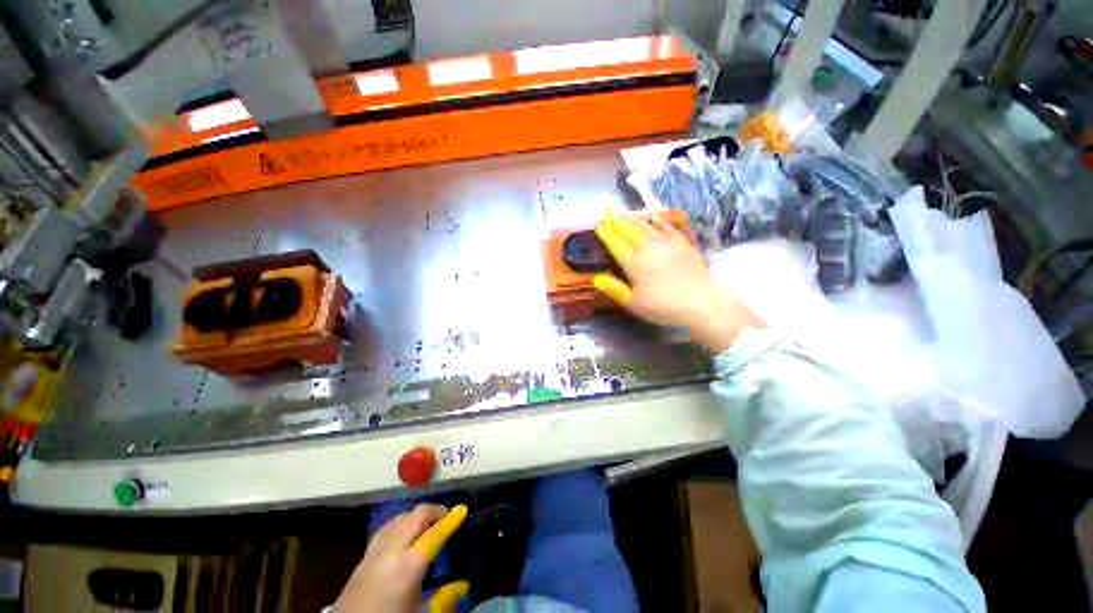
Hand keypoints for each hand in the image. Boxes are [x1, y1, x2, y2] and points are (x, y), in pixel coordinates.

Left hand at [335, 504, 467, 612]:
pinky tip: (405, 532)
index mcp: (408, 567)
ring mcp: (375, 551)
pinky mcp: (363, 556)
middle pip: (416, 516)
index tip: (463, 509)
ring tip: (428, 523)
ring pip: (401, 517)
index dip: (450, 520)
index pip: (434, 534)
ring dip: (417, 516)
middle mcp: (391, 551)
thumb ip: (444, 601)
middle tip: (448, 516)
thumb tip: (462, 585)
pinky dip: (401, 522)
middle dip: (435, 511)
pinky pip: (387, 527)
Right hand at [593, 212, 760, 351]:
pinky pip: (667, 227)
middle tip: (607, 211)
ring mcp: (667, 243)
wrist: (701, 303)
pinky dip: (657, 221)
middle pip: (629, 230)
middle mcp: (649, 248)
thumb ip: (614, 288)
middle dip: (616, 220)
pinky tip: (654, 218)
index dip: (607, 234)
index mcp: (634, 263)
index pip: (616, 244)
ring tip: (625, 213)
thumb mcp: (633, 303)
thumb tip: (595, 278)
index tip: (599, 225)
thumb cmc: (663, 307)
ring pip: (646, 226)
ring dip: (633, 218)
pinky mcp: (683, 243)